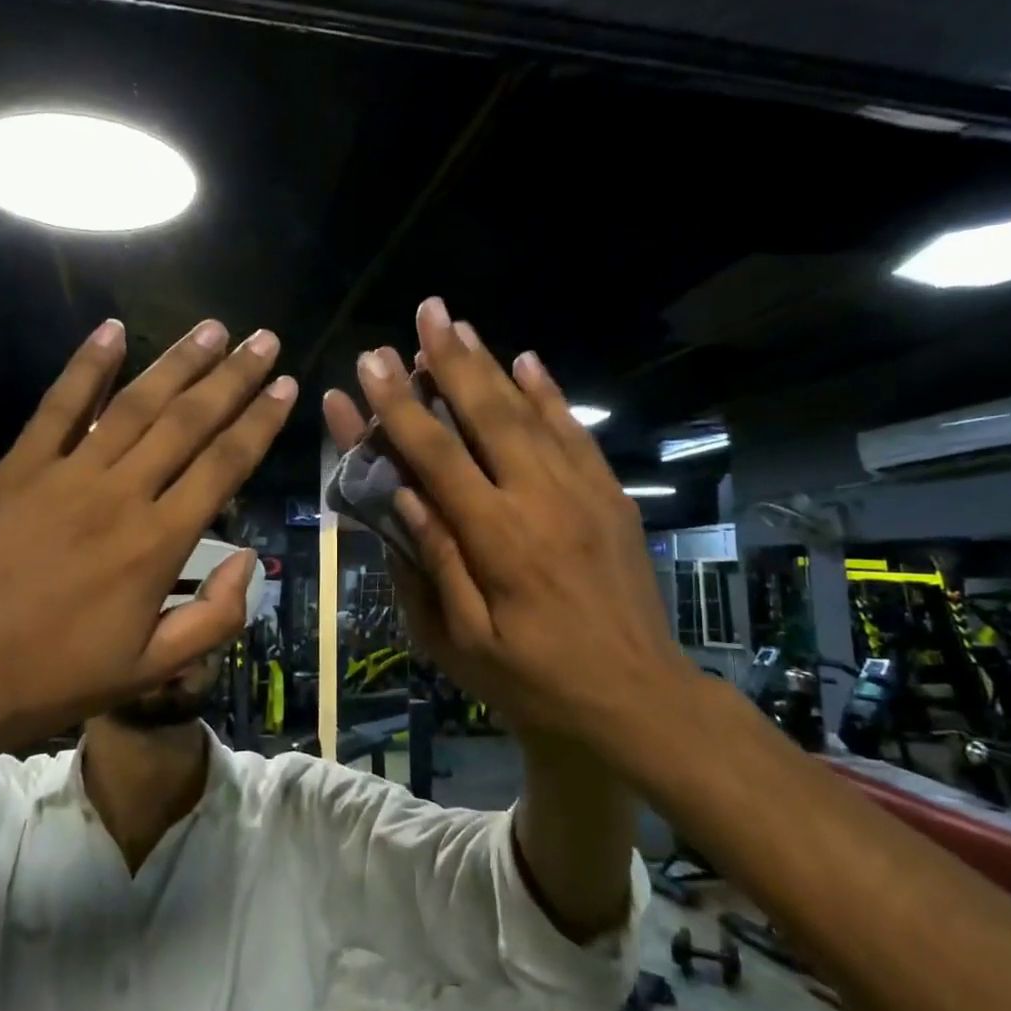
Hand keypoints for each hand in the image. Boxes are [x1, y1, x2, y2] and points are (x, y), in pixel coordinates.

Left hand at [0, 318, 295, 755]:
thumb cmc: (56, 679)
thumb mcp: (151, 670)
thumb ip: (214, 619)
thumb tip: (248, 562)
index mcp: (159, 543)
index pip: (225, 466)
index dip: (261, 422)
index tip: (286, 386)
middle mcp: (121, 495)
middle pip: (189, 422)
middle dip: (232, 378)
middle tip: (263, 340)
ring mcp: (66, 475)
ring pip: (134, 405)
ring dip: (177, 363)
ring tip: (213, 328)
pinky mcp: (17, 469)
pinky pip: (58, 407)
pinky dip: (86, 367)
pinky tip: (112, 330)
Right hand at [328, 299, 693, 752]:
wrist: (640, 700)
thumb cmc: (537, 682)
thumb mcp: (464, 643)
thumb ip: (434, 563)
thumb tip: (404, 496)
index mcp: (496, 539)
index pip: (436, 456)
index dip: (398, 407)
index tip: (370, 364)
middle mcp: (540, 500)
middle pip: (487, 414)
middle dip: (449, 359)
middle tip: (425, 311)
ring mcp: (582, 493)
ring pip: (530, 412)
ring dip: (492, 364)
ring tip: (461, 324)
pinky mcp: (610, 497)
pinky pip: (576, 432)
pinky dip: (549, 393)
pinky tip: (528, 361)